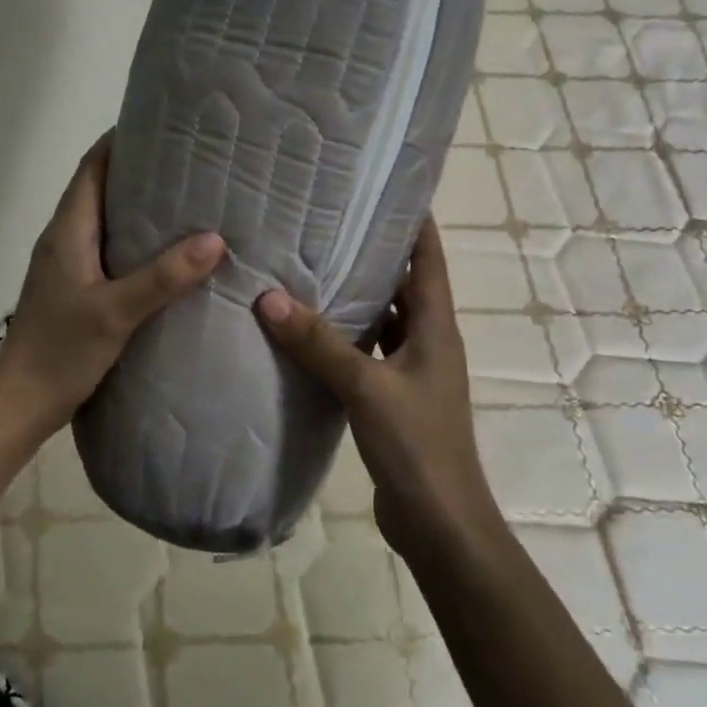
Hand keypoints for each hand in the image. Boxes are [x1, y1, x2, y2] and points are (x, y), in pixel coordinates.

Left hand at [0, 135, 224, 436]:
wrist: (24, 400)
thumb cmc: (61, 349)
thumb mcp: (116, 312)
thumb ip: (163, 276)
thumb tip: (215, 239)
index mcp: (67, 231)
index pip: (92, 168)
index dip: (121, 141)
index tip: (163, 126)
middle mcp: (65, 240)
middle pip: (101, 189)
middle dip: (141, 172)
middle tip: (191, 164)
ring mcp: (69, 266)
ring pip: (107, 222)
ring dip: (140, 208)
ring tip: (189, 202)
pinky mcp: (77, 290)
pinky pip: (111, 251)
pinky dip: (138, 243)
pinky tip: (169, 256)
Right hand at [254, 218, 498, 551]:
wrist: (438, 519)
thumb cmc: (416, 445)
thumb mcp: (367, 387)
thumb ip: (319, 344)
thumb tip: (269, 298)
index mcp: (437, 327)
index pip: (430, 258)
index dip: (415, 220)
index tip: (385, 187)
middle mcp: (429, 342)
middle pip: (405, 285)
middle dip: (374, 253)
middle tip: (328, 222)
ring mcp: (411, 372)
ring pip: (384, 320)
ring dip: (357, 297)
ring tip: (312, 268)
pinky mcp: (392, 399)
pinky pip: (367, 355)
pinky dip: (345, 340)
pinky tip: (309, 334)